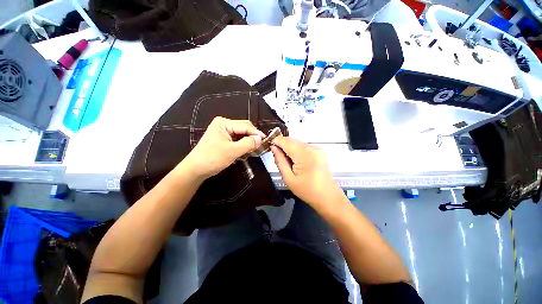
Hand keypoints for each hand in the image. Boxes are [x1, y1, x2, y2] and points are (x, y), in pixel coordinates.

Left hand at [180, 117, 264, 179]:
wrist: (196, 170)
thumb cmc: (212, 159)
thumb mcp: (232, 151)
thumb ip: (248, 144)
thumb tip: (260, 138)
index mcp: (224, 123)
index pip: (245, 126)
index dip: (256, 133)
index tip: (266, 140)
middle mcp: (224, 124)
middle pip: (244, 128)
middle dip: (252, 137)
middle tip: (261, 145)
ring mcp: (224, 132)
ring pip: (242, 134)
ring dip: (248, 141)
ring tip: (256, 148)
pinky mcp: (224, 139)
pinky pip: (237, 139)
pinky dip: (243, 144)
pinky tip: (247, 150)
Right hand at [271, 136, 342, 207]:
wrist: (328, 197)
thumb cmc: (307, 191)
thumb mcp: (288, 178)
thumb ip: (279, 160)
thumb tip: (273, 147)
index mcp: (305, 155)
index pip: (286, 141)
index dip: (276, 141)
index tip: (269, 147)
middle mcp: (313, 148)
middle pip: (292, 140)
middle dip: (282, 146)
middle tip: (277, 156)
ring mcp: (317, 148)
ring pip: (297, 143)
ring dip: (289, 148)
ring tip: (287, 161)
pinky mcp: (320, 151)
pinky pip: (303, 146)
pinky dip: (296, 151)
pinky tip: (295, 161)